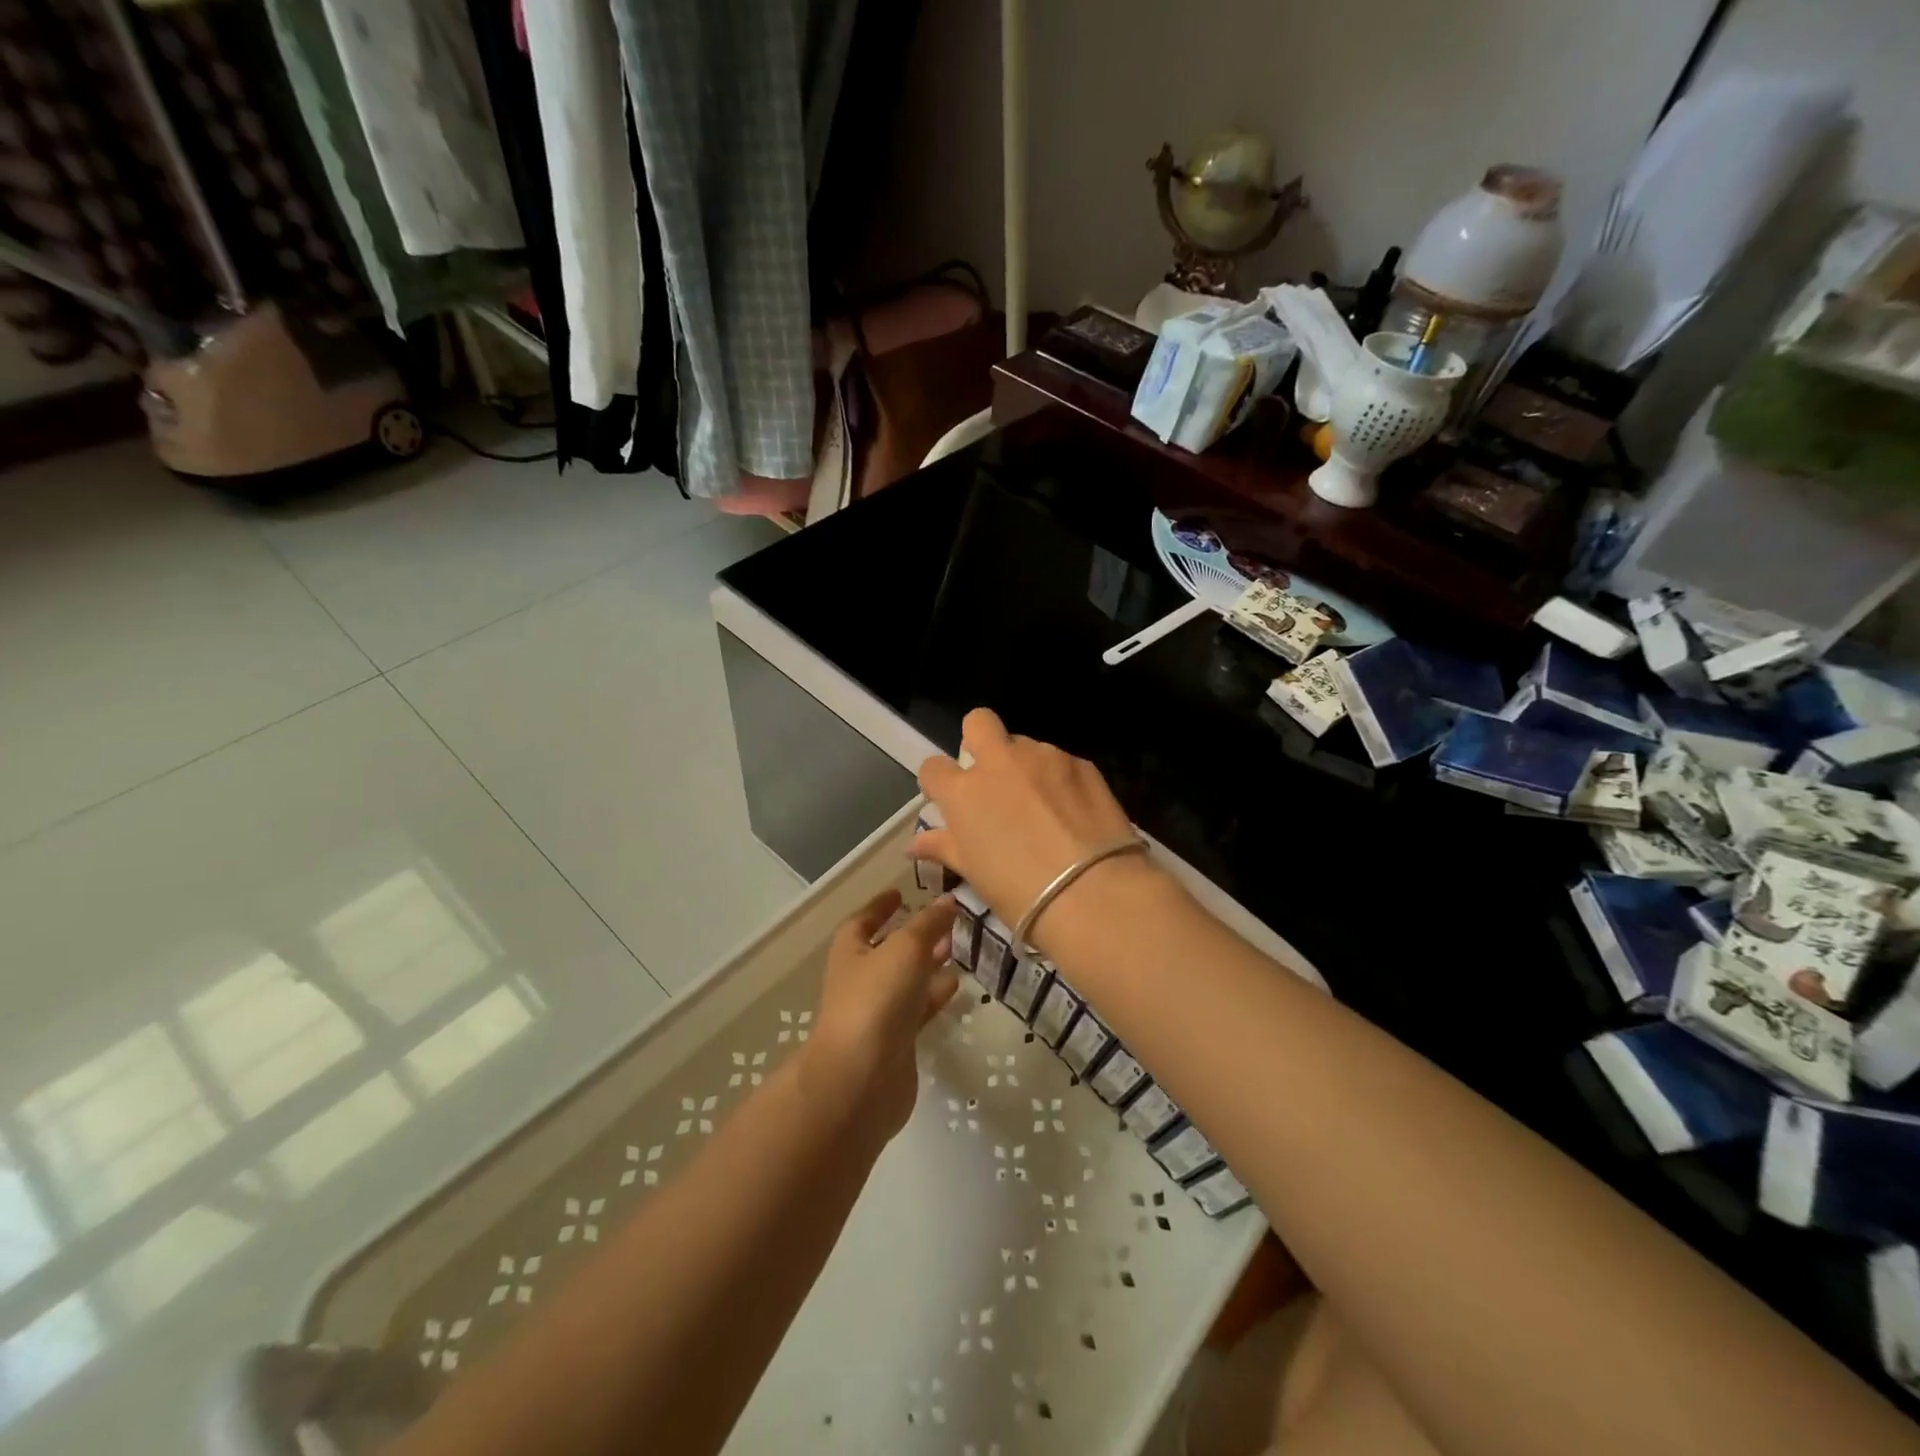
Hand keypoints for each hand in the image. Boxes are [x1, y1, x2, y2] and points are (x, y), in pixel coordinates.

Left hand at [805, 890, 959, 1137]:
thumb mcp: (905, 949)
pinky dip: (934, 996)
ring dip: (928, 964)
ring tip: (957, 949)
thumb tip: (947, 900)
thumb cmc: (875, 1000)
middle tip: (944, 920)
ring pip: (906, 980)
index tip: (901, 893)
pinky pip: (918, 1010)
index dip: (880, 906)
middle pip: (887, 950)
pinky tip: (956, 986)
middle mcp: (860, 980)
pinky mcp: (896, 1042)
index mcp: (850, 952)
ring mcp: (877, 1013)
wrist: (861, 1080)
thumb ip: (928, 924)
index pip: (863, 921)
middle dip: (913, 935)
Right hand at [914, 708, 1162, 951]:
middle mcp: (1001, 762)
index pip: (933, 767)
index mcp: (965, 792)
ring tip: (1042, 806)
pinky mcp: (1082, 763)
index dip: (938, 781)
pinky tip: (1072, 813)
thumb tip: (917, 844)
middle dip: (979, 740)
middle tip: (992, 777)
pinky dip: (1059, 779)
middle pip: (978, 722)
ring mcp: (1044, 757)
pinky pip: (1060, 761)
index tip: (949, 799)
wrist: (1093, 893)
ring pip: (1025, 744)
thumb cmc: (1021, 893)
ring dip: (1025, 766)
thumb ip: (945, 847)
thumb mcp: (975, 874)